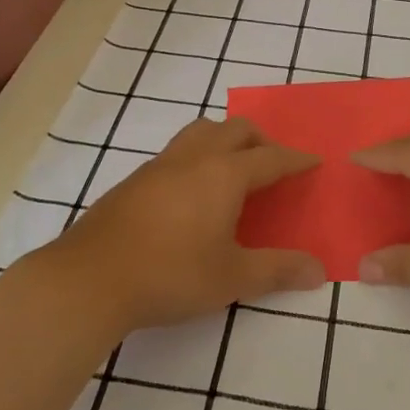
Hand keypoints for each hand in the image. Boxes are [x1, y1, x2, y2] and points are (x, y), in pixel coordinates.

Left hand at [37, 116, 323, 335]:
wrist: (90, 278)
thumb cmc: (171, 274)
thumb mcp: (232, 278)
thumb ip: (278, 270)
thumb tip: (319, 271)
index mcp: (224, 174)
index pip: (270, 158)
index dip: (295, 160)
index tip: (313, 161)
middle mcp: (194, 158)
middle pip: (235, 130)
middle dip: (261, 141)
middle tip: (273, 165)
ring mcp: (159, 165)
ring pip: (200, 132)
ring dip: (225, 140)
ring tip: (233, 170)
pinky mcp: (134, 180)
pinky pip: (177, 152)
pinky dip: (198, 156)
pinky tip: (192, 192)